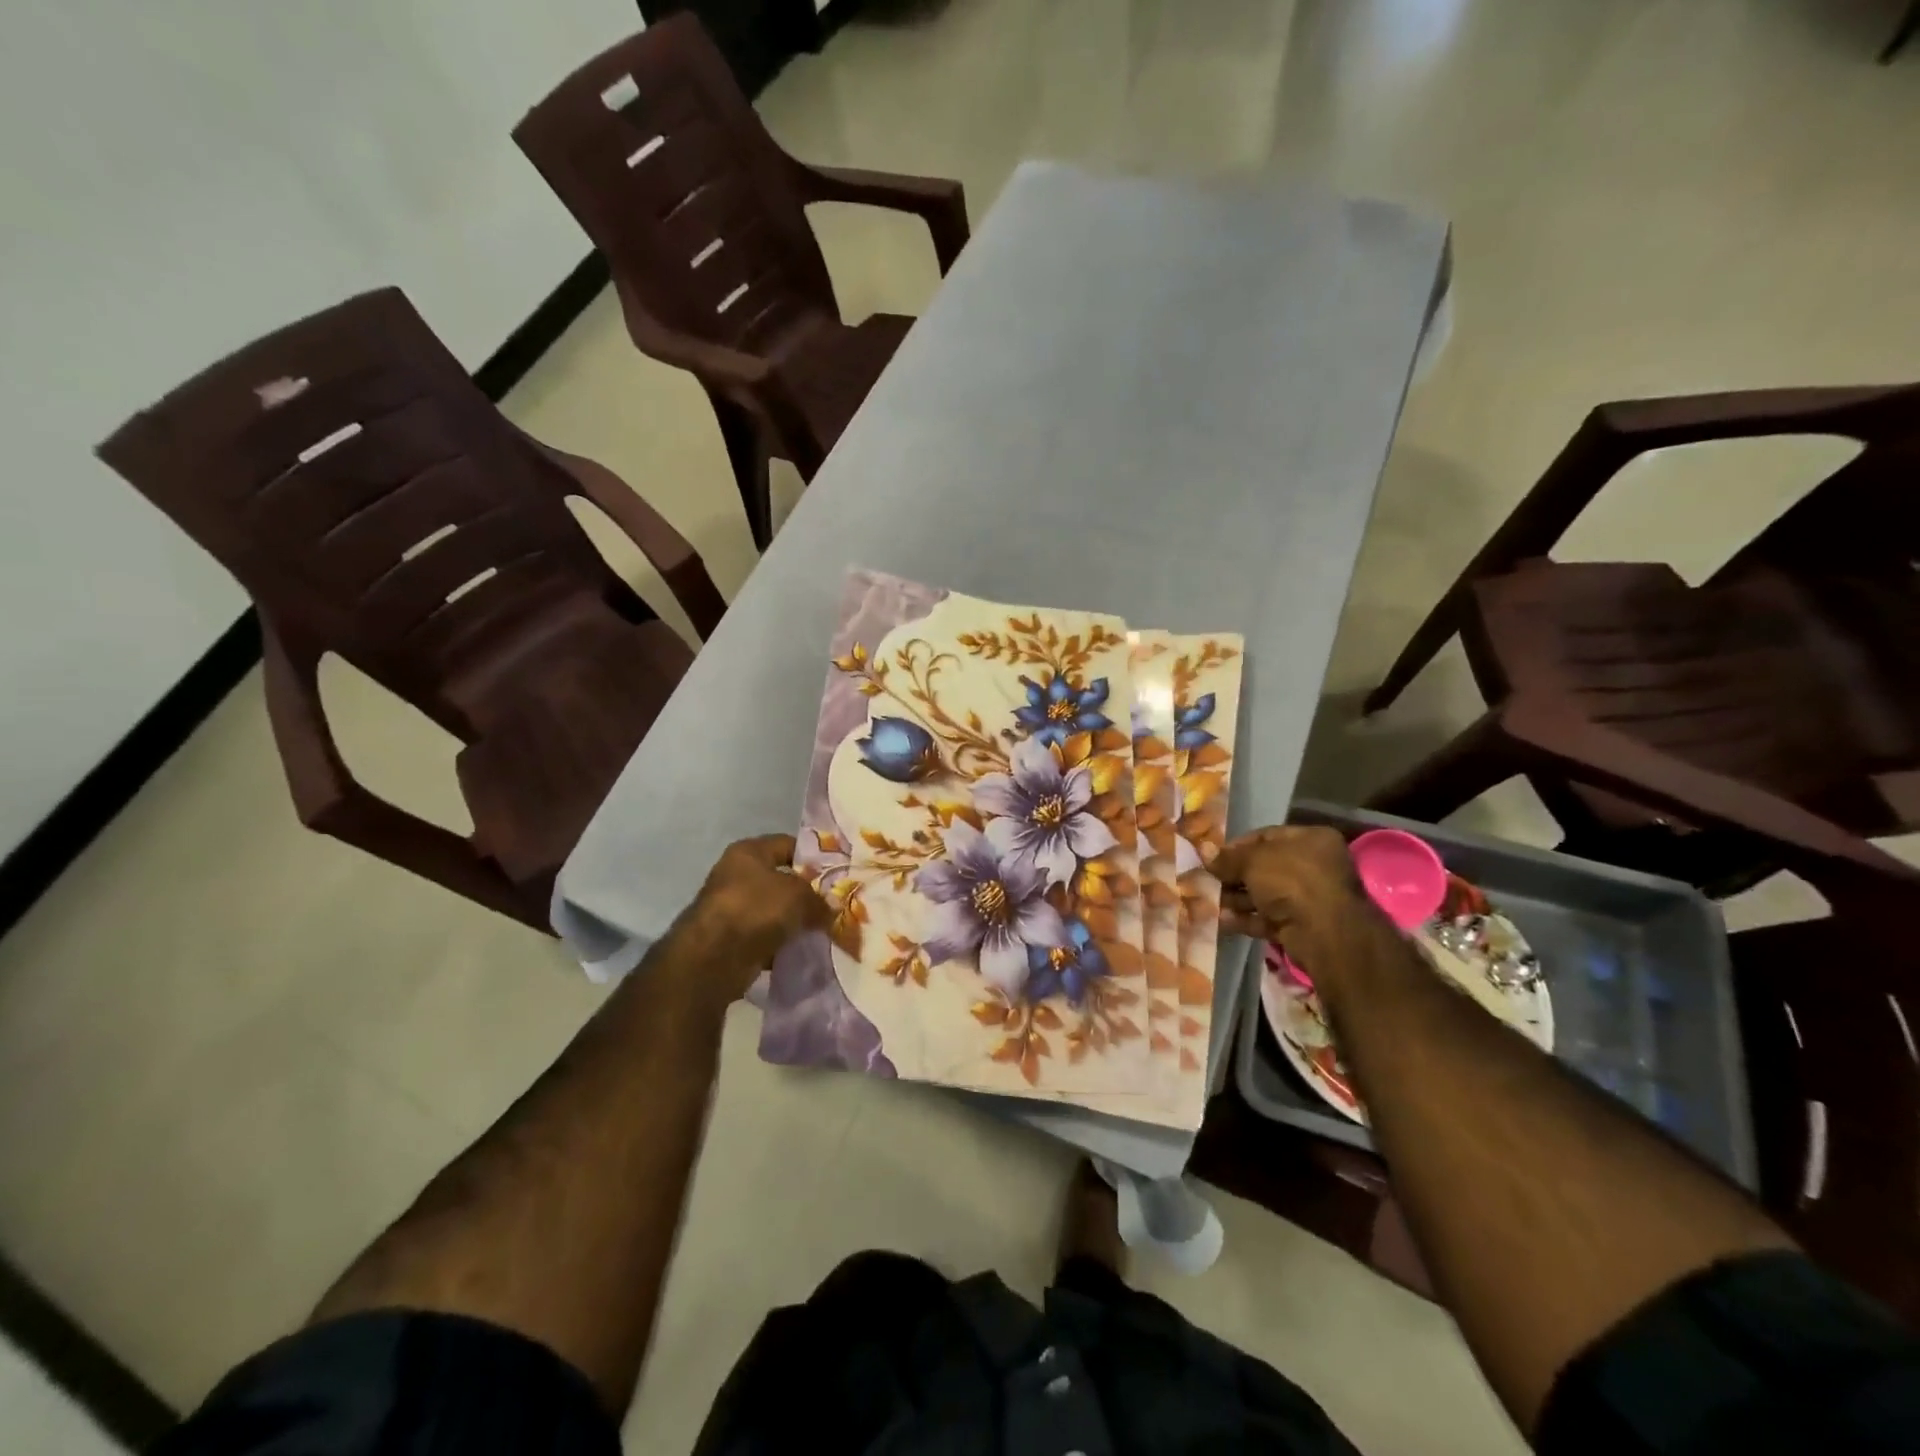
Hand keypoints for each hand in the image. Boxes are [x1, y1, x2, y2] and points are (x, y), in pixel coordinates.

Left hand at [676, 835, 830, 998]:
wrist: (713, 957)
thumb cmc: (756, 909)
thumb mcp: (799, 896)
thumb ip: (819, 900)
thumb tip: (831, 910)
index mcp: (749, 852)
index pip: (788, 845)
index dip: (814, 858)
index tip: (836, 875)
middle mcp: (737, 875)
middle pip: (782, 880)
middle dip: (807, 895)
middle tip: (832, 907)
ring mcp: (731, 908)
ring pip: (774, 911)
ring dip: (794, 922)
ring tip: (822, 931)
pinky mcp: (730, 939)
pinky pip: (765, 937)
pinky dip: (781, 944)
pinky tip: (802, 952)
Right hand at [1206, 825, 1384, 984]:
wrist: (1324, 933)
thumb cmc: (1291, 881)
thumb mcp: (1253, 861)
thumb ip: (1228, 858)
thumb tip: (1205, 851)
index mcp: (1311, 839)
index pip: (1266, 836)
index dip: (1237, 846)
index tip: (1213, 858)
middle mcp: (1315, 865)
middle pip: (1264, 867)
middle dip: (1234, 876)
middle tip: (1208, 882)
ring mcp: (1311, 897)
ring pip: (1265, 894)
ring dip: (1237, 900)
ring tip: (1209, 903)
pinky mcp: (1303, 925)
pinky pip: (1269, 917)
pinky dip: (1247, 919)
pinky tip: (1222, 921)